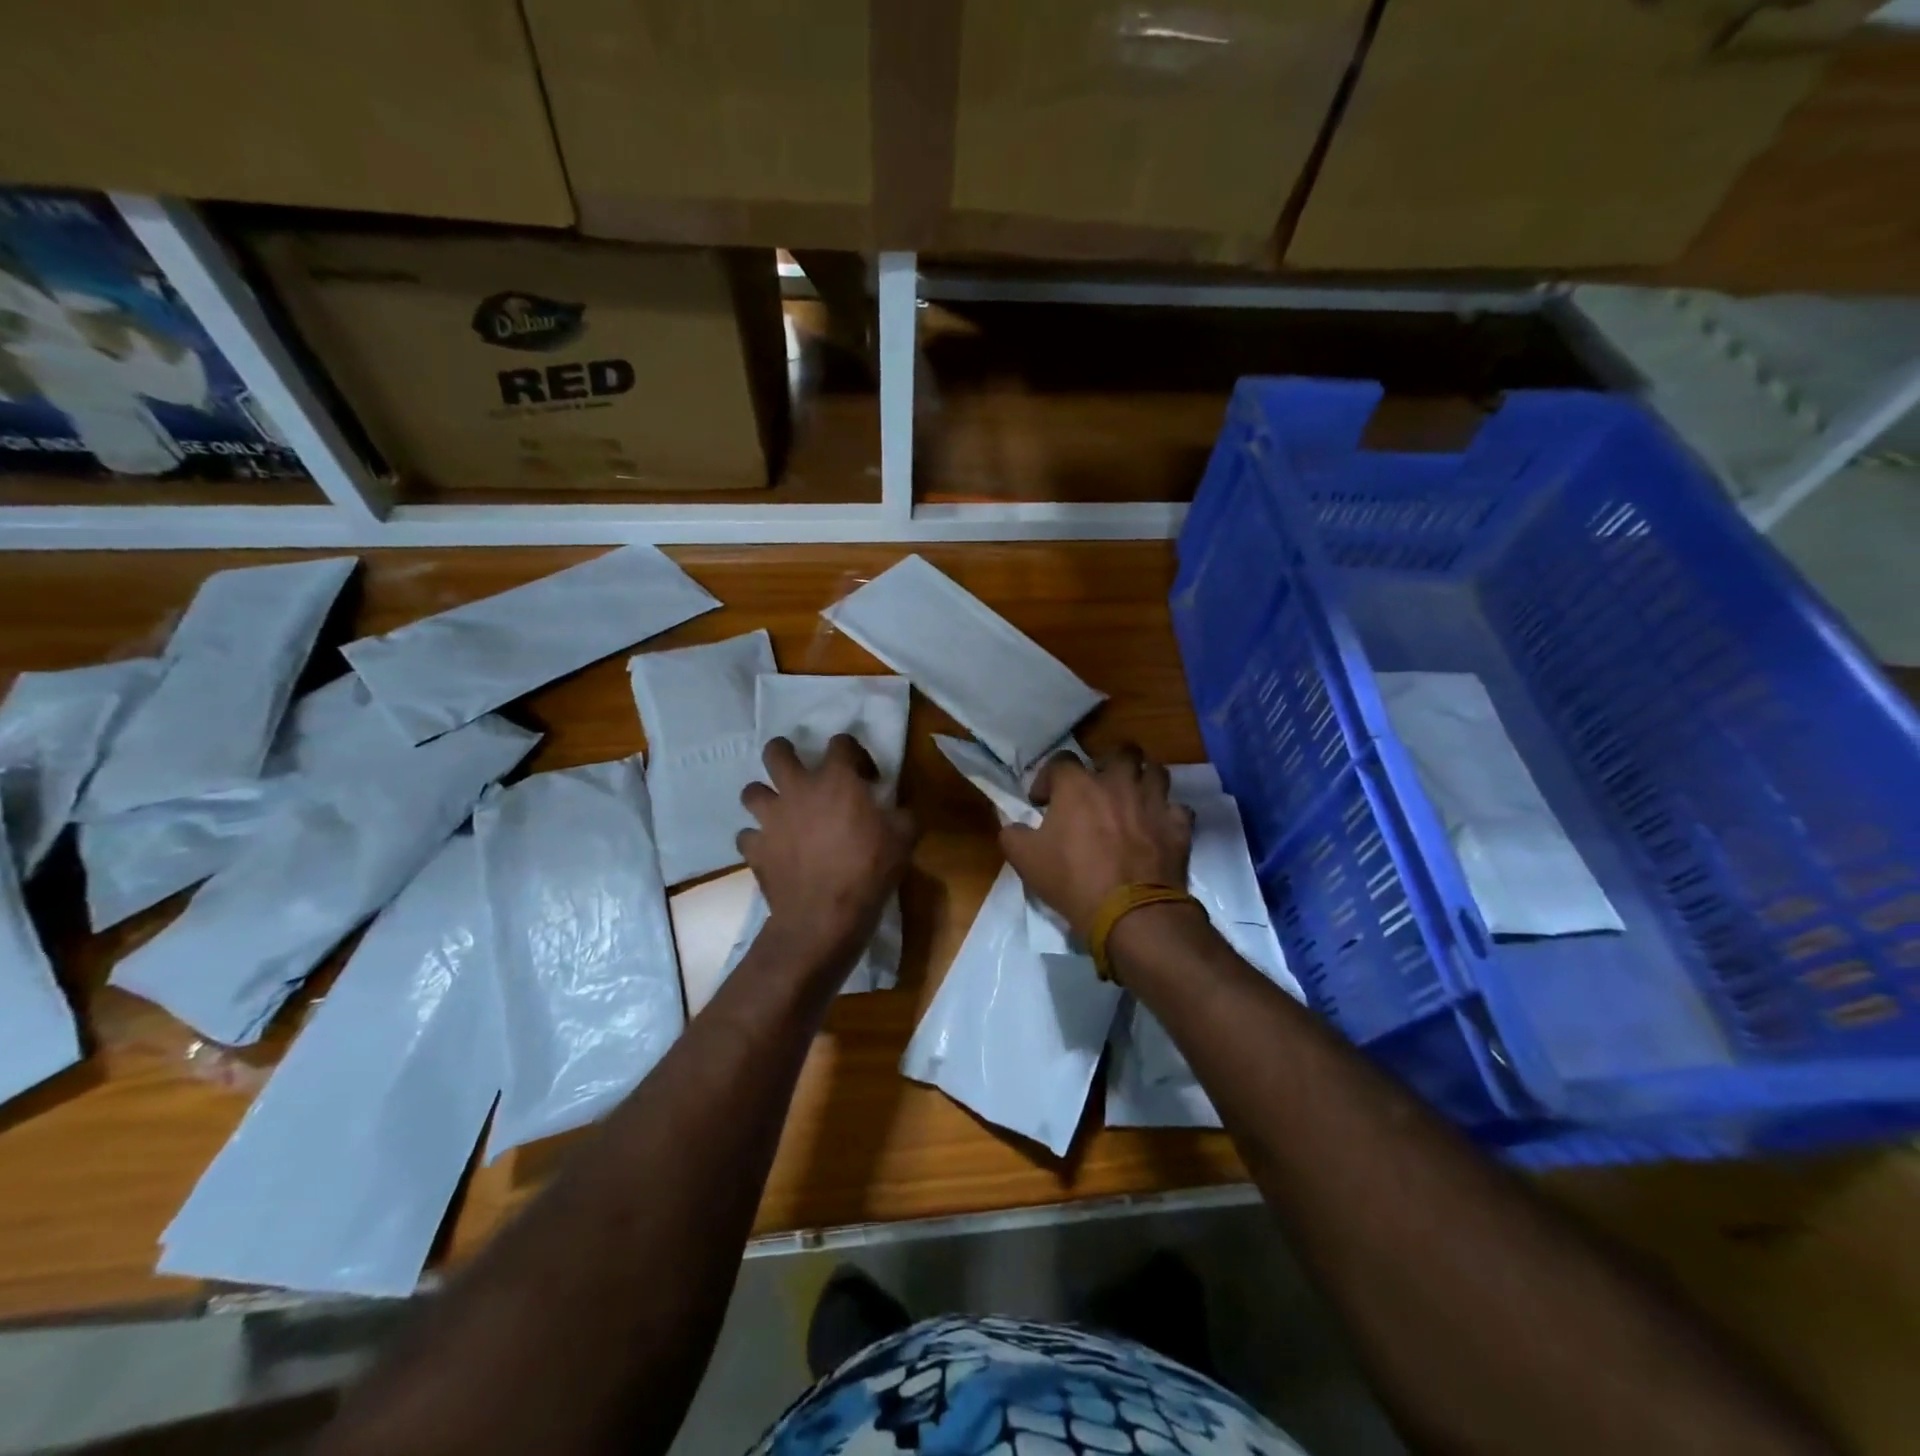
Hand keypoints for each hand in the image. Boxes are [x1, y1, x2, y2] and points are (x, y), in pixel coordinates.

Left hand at [739, 735, 916, 970]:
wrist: (826, 915)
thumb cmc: (869, 869)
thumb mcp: (904, 838)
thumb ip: (901, 815)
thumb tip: (899, 811)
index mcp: (836, 779)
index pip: (841, 742)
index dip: (854, 753)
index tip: (866, 777)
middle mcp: (798, 789)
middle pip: (776, 752)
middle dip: (785, 753)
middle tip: (799, 769)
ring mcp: (771, 818)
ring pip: (751, 791)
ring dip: (765, 797)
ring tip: (779, 810)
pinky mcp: (755, 848)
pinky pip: (746, 836)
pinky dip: (757, 840)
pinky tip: (771, 850)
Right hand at [999, 744, 1194, 938]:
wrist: (1130, 913)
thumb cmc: (1073, 881)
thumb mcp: (1025, 861)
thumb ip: (1013, 834)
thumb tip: (1013, 826)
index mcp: (1078, 786)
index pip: (1061, 760)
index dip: (1048, 777)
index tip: (1042, 802)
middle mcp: (1118, 783)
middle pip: (1121, 751)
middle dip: (1109, 761)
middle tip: (1099, 784)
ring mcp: (1153, 802)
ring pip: (1156, 770)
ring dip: (1143, 778)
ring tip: (1133, 796)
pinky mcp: (1178, 826)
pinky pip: (1178, 807)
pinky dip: (1168, 813)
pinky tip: (1158, 826)